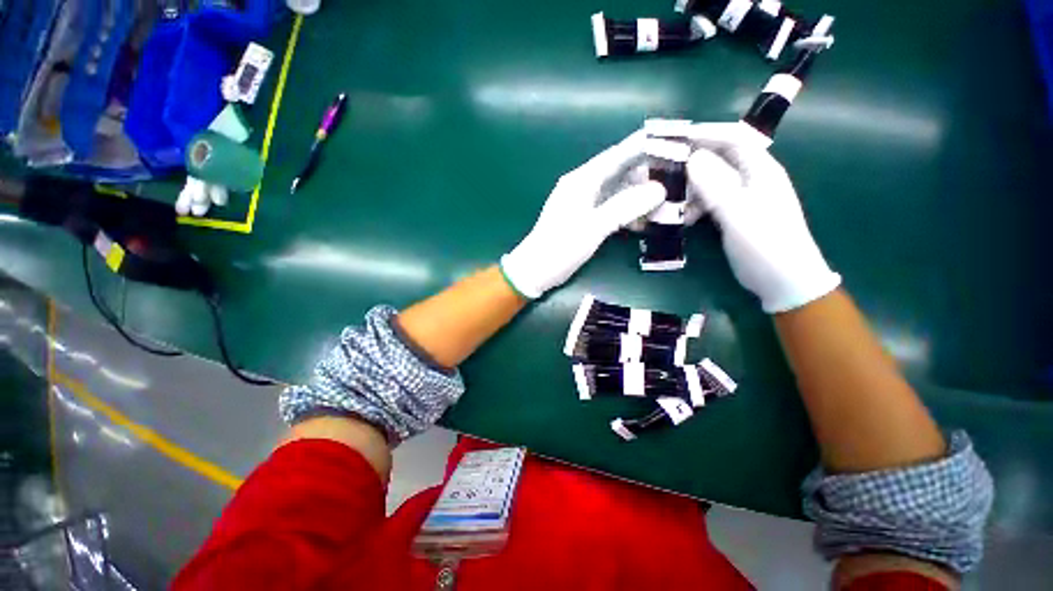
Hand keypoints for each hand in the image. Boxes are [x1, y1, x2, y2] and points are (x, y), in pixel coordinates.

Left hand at [500, 131, 665, 298]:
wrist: (535, 270)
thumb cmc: (560, 247)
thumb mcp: (593, 227)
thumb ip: (625, 207)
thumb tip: (659, 189)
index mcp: (582, 180)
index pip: (617, 154)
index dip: (643, 145)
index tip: (671, 139)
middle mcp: (583, 186)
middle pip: (619, 171)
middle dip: (647, 172)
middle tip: (677, 174)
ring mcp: (583, 203)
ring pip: (617, 191)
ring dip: (639, 194)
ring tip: (666, 197)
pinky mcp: (584, 218)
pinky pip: (610, 207)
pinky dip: (626, 210)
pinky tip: (643, 218)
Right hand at [682, 122, 840, 312]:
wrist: (782, 280)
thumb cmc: (765, 244)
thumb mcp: (739, 213)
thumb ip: (715, 185)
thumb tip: (692, 157)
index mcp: (760, 169)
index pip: (732, 138)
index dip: (704, 134)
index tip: (673, 139)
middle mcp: (751, 178)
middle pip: (718, 159)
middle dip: (691, 161)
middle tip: (663, 170)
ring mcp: (741, 198)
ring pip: (710, 182)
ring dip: (689, 188)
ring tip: (669, 199)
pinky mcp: (732, 215)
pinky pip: (708, 201)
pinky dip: (693, 205)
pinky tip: (681, 217)